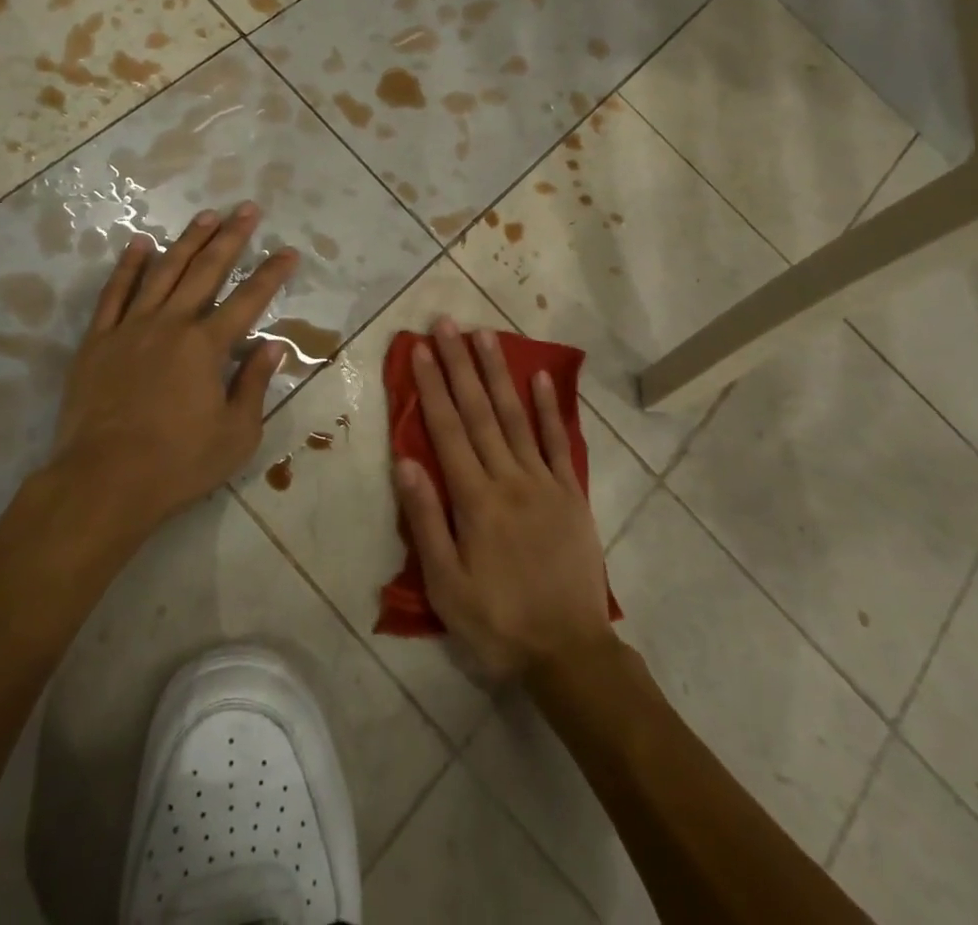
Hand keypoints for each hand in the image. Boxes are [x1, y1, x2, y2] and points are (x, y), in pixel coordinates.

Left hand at [46, 203, 295, 541]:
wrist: (103, 481)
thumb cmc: (178, 463)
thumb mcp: (236, 434)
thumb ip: (253, 384)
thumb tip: (272, 346)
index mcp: (206, 347)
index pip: (248, 300)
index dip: (271, 274)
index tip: (288, 251)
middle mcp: (171, 325)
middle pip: (205, 271)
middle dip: (231, 238)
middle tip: (248, 209)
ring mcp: (131, 328)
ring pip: (163, 272)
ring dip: (187, 241)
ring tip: (206, 215)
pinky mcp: (98, 341)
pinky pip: (114, 294)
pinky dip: (128, 266)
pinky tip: (140, 244)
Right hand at [393, 319, 614, 680]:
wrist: (570, 653)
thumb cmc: (498, 622)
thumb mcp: (447, 585)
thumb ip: (426, 520)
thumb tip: (405, 461)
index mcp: (475, 500)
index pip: (447, 430)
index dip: (432, 386)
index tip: (419, 349)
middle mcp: (509, 478)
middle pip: (479, 411)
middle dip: (459, 364)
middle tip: (447, 324)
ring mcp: (544, 482)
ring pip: (515, 416)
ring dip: (498, 373)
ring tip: (484, 336)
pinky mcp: (571, 494)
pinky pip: (559, 443)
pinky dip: (549, 408)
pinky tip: (539, 378)